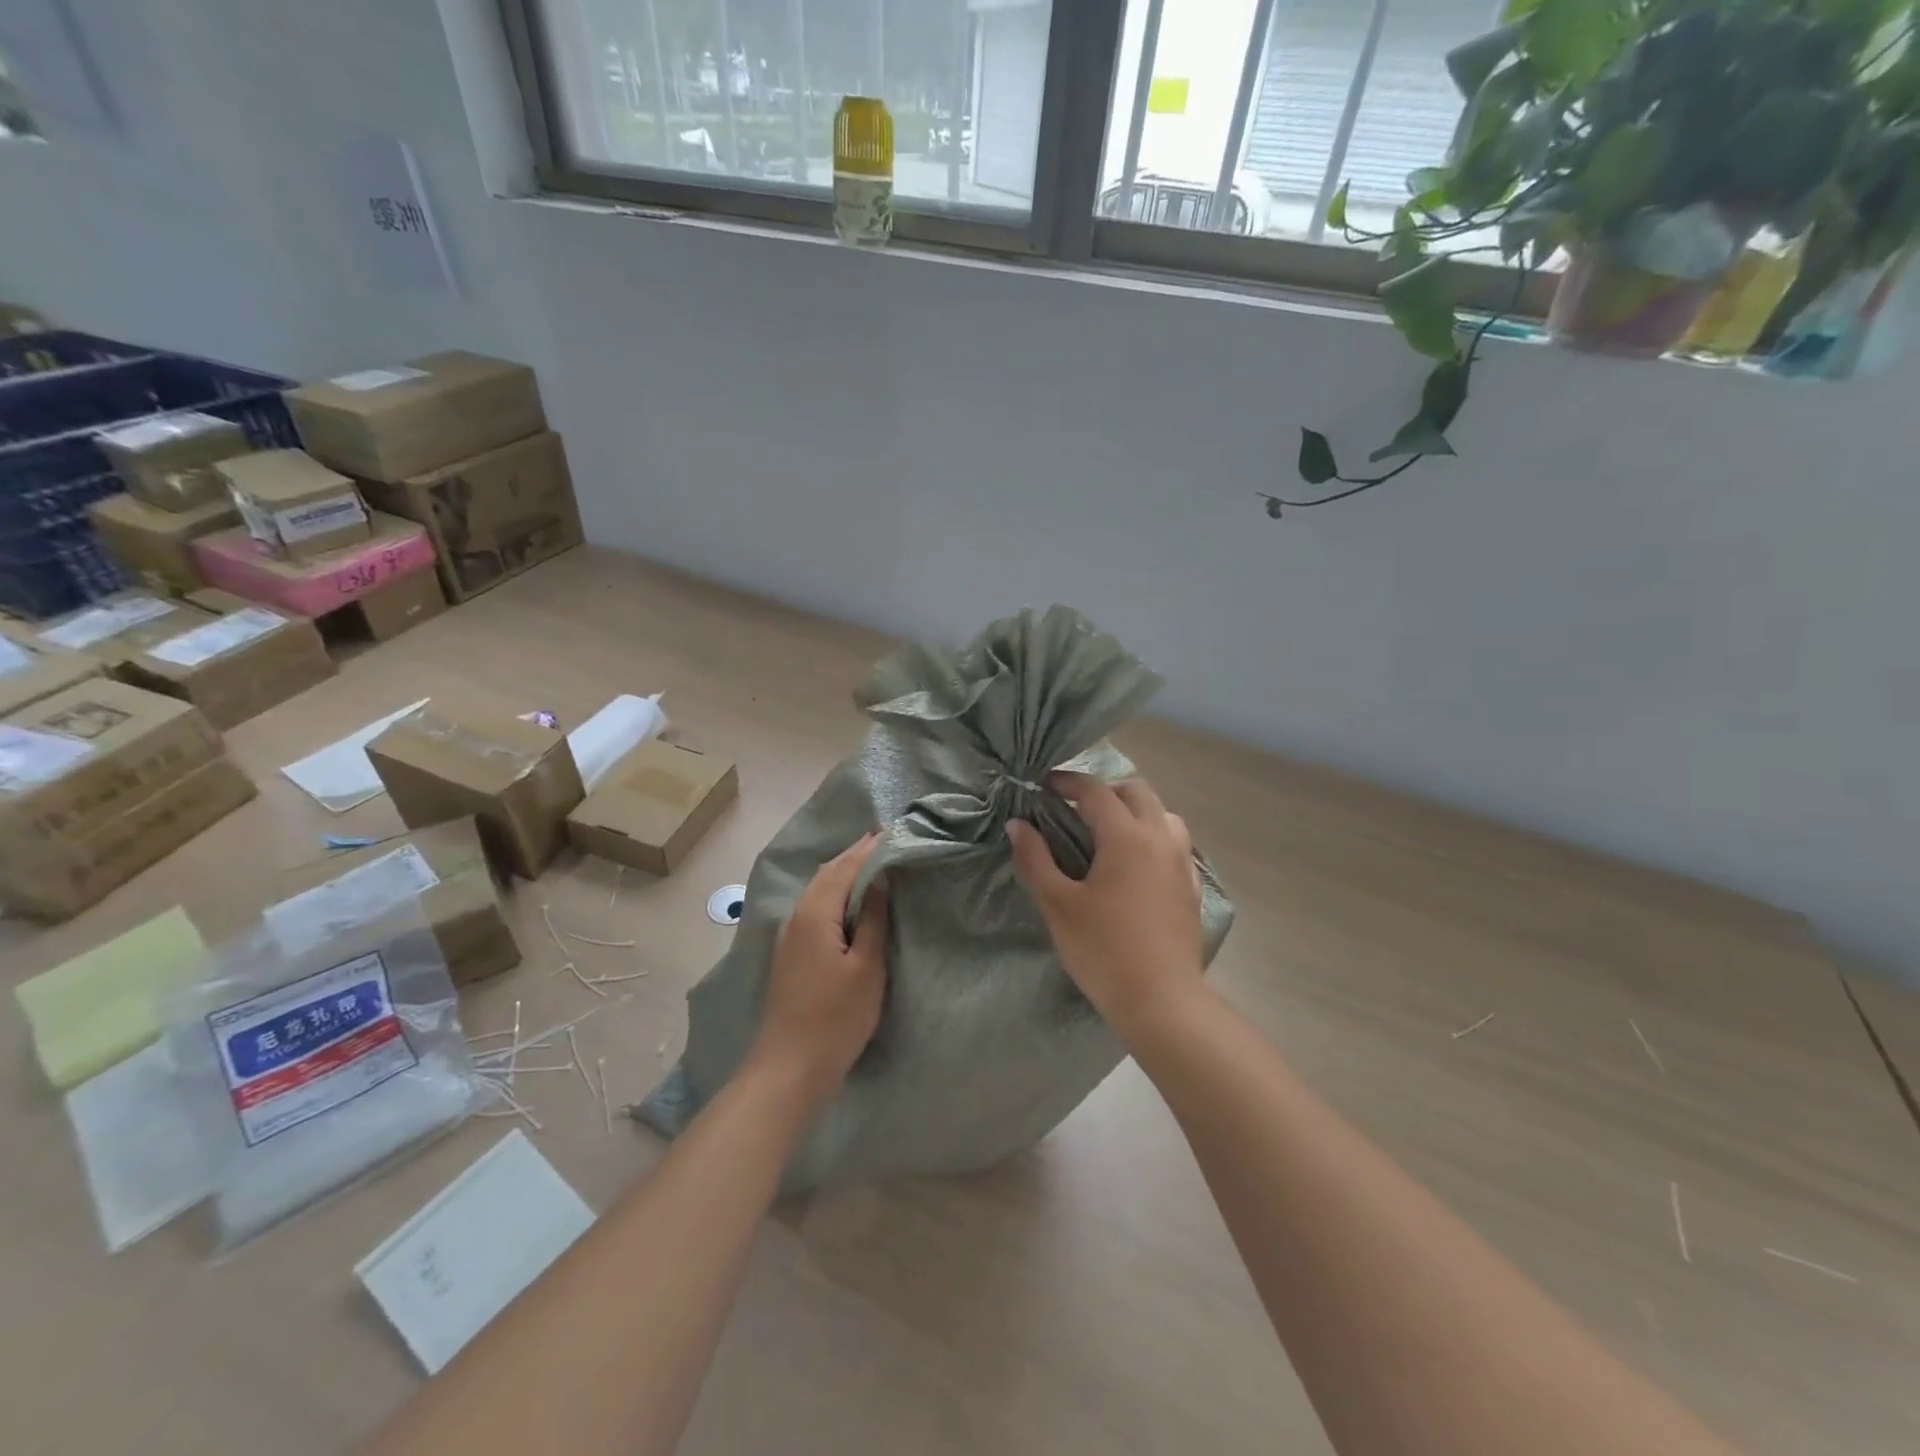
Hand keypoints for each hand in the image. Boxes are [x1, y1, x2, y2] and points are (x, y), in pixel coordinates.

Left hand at [747, 833, 888, 1108]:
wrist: (789, 1069)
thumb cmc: (836, 1018)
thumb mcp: (866, 967)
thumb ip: (872, 919)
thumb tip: (879, 880)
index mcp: (815, 914)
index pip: (843, 868)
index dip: (868, 849)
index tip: (892, 831)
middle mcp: (796, 917)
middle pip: (826, 875)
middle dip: (853, 856)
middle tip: (883, 842)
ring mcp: (789, 938)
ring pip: (817, 892)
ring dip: (842, 874)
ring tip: (871, 866)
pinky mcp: (791, 956)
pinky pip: (814, 909)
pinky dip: (834, 895)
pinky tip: (849, 905)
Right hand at [1007, 772, 1204, 1040]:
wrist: (1162, 1002)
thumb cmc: (1103, 951)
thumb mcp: (1058, 905)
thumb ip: (1035, 859)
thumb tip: (1018, 824)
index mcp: (1126, 836)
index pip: (1096, 790)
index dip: (1067, 782)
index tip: (1043, 786)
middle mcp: (1160, 838)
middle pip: (1136, 791)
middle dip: (1104, 791)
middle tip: (1074, 809)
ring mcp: (1182, 862)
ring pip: (1163, 814)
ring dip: (1135, 811)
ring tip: (1108, 833)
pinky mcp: (1192, 887)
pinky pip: (1175, 843)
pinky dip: (1153, 837)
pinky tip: (1136, 865)